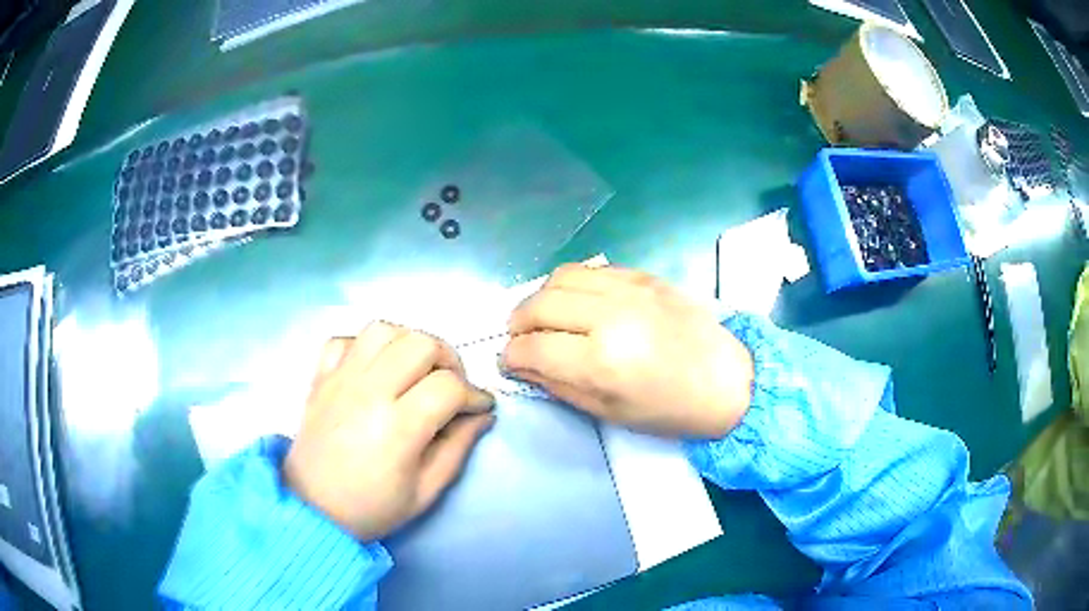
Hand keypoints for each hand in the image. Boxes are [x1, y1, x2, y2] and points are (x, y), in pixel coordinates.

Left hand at [284, 322, 494, 540]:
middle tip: (451, 385)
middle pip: (420, 344)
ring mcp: (340, 379)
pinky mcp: (320, 378)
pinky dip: (365, 346)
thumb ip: (458, 448)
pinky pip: (344, 340)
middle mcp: (368, 392)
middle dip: (449, 359)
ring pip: (383, 330)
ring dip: (409, 343)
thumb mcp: (426, 491)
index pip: (448, 386)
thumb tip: (482, 415)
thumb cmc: (372, 507)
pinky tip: (375, 369)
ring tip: (416, 369)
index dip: (474, 394)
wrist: (312, 509)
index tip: (480, 407)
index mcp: (398, 427)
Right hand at [503, 265, 752, 437]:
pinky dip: (571, 284)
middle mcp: (610, 316)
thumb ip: (559, 385)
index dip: (512, 356)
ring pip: (560, 277)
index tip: (510, 361)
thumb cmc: (670, 409)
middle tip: (521, 339)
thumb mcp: (610, 412)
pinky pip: (591, 269)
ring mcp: (628, 289)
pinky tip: (576, 302)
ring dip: (541, 297)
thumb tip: (521, 365)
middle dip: (517, 323)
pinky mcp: (643, 276)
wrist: (727, 380)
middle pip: (539, 305)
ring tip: (544, 317)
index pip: (533, 348)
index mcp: (603, 361)